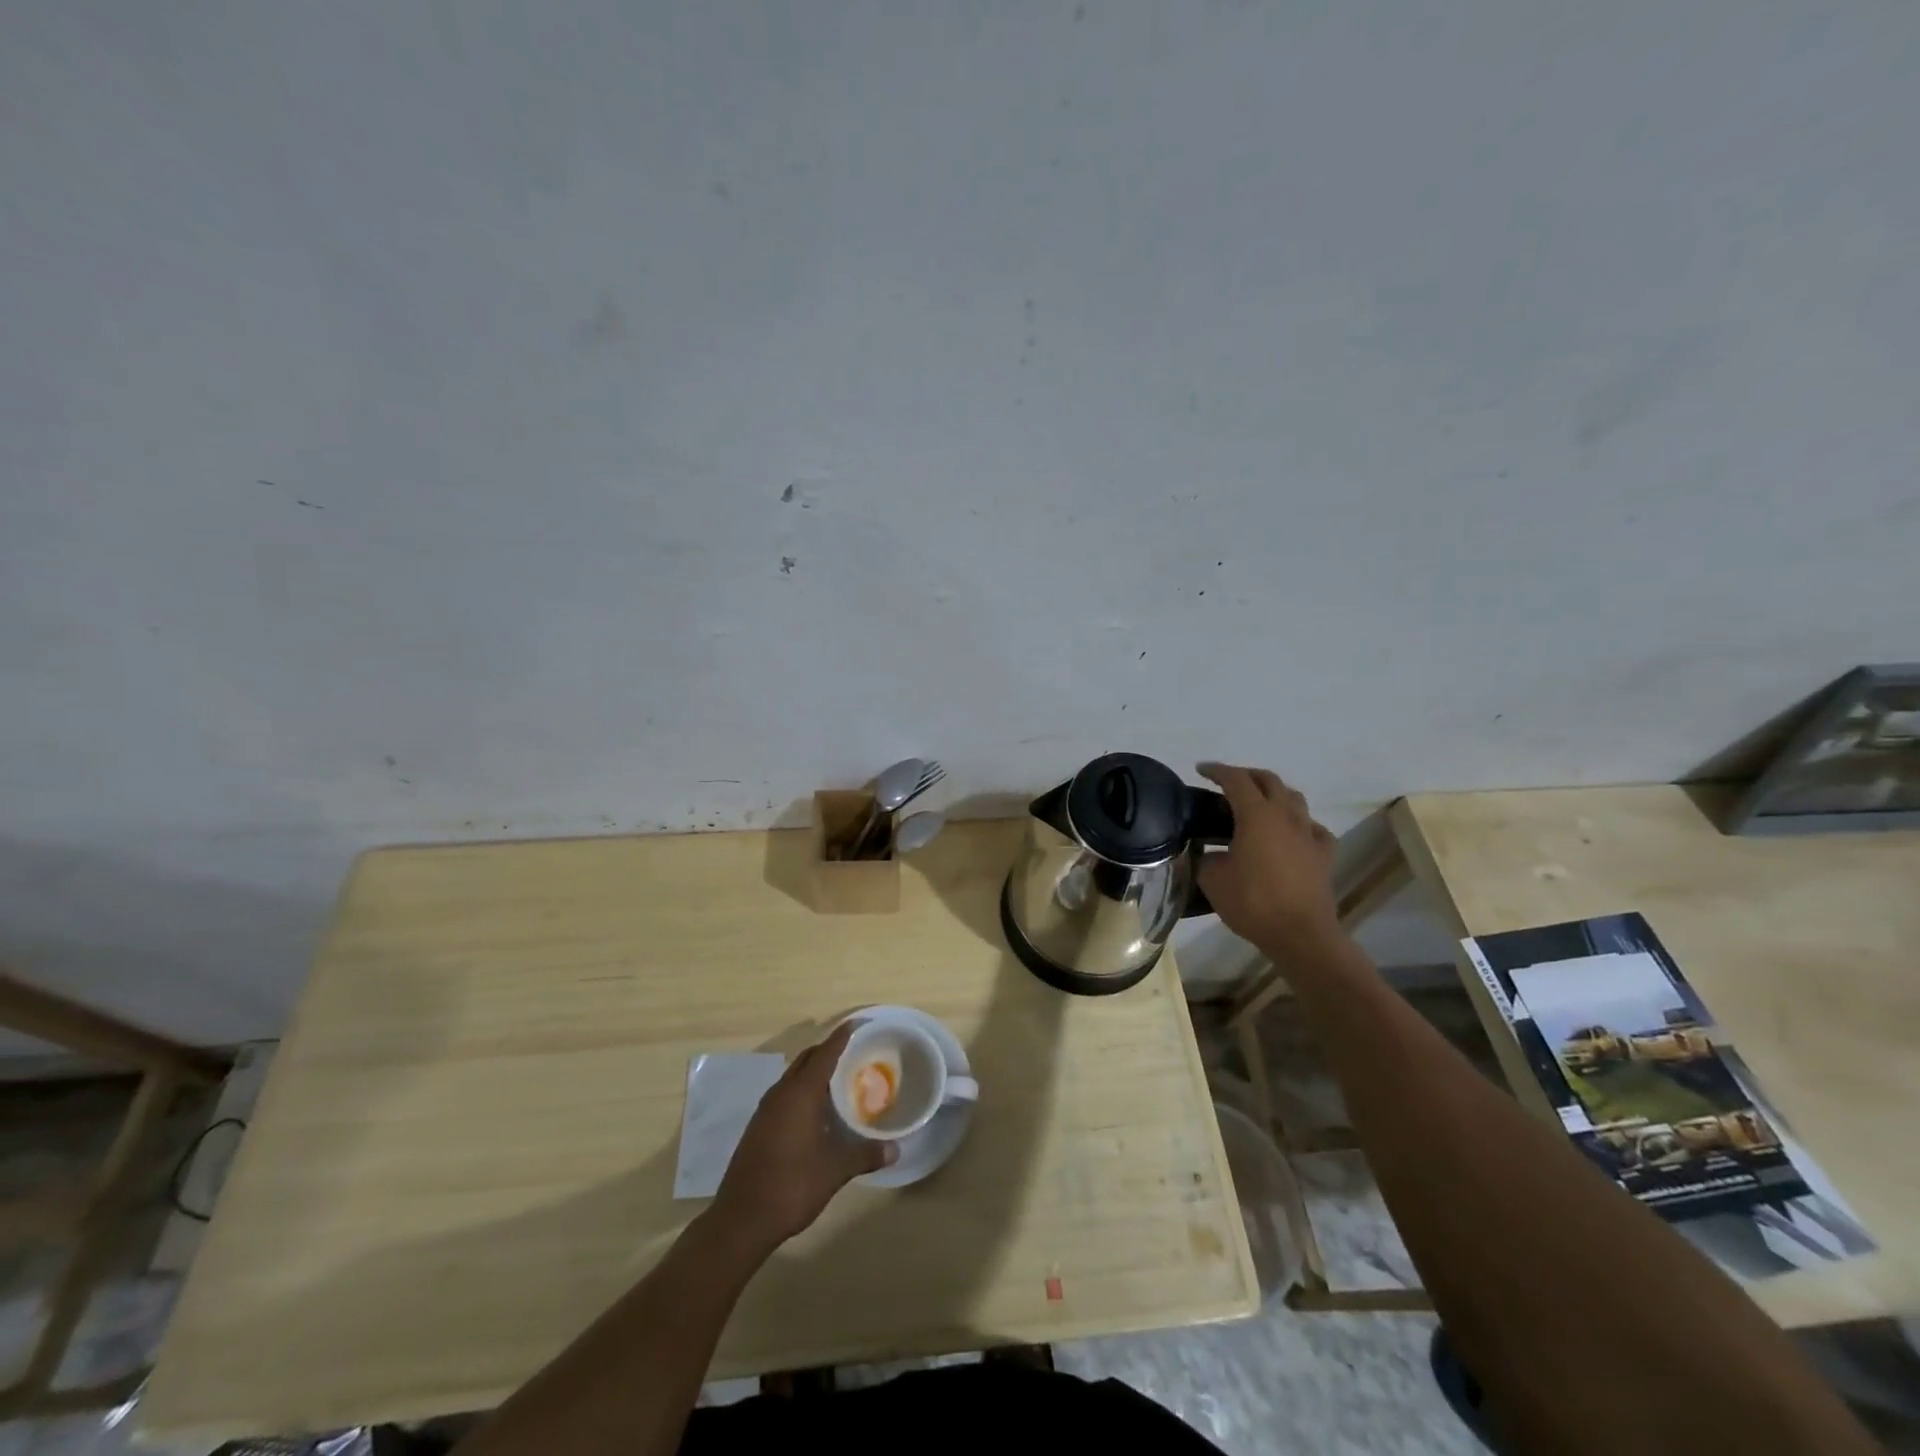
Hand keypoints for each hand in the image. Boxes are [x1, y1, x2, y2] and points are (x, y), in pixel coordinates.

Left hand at [708, 1023, 894, 1259]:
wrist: (741, 1220)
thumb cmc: (791, 1186)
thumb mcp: (834, 1171)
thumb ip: (865, 1154)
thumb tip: (895, 1149)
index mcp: (801, 1093)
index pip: (825, 1053)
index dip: (842, 1036)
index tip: (859, 1024)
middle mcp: (781, 1093)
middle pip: (807, 1059)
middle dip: (829, 1051)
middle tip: (855, 1053)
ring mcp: (766, 1109)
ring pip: (794, 1076)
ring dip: (814, 1072)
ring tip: (840, 1080)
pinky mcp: (758, 1126)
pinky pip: (785, 1094)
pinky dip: (803, 1090)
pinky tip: (816, 1111)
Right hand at [1196, 763, 1340, 958]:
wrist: (1301, 934)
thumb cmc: (1253, 902)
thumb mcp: (1213, 879)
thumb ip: (1207, 858)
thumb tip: (1210, 854)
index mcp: (1256, 815)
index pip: (1235, 779)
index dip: (1216, 771)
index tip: (1201, 769)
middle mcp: (1285, 816)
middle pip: (1269, 780)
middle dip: (1247, 775)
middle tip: (1228, 783)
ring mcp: (1309, 834)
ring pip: (1294, 798)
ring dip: (1275, 794)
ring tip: (1259, 804)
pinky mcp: (1324, 854)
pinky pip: (1313, 828)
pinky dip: (1299, 823)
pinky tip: (1290, 834)